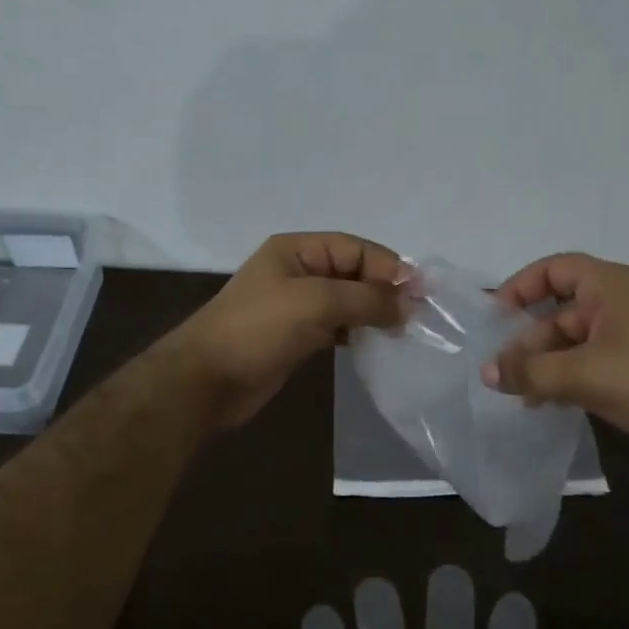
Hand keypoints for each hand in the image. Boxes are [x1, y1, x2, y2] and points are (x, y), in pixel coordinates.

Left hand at [173, 232, 406, 428]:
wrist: (207, 380)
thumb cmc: (259, 329)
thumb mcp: (316, 302)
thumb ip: (367, 299)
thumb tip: (408, 305)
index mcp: (297, 250)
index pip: (355, 248)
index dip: (389, 266)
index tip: (421, 293)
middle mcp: (298, 271)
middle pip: (353, 272)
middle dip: (384, 290)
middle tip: (417, 316)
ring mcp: (295, 305)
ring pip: (347, 301)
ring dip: (373, 312)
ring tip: (402, 331)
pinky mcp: (296, 335)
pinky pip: (336, 325)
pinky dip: (357, 331)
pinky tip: (375, 344)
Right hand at [481, 253, 628, 473]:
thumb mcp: (583, 374)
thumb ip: (530, 371)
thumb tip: (487, 371)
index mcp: (611, 286)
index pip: (555, 269)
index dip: (521, 286)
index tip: (495, 316)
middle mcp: (621, 303)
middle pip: (561, 310)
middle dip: (529, 340)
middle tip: (502, 371)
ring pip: (575, 341)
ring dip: (546, 364)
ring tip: (519, 394)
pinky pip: (593, 363)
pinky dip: (568, 378)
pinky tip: (548, 404)